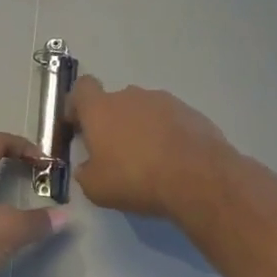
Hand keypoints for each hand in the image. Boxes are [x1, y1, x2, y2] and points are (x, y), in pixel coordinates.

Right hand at [66, 75, 232, 218]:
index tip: (80, 126)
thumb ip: (85, 172)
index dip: (77, 105)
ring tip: (150, 159)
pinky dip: (167, 134)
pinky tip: (173, 160)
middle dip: (112, 122)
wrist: (198, 178)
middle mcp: (130, 96)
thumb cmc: (136, 178)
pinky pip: (169, 120)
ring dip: (141, 127)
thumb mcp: (96, 188)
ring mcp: (163, 101)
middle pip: (114, 102)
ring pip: (143, 110)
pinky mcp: (190, 112)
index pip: (81, 88)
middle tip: (116, 152)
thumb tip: (87, 167)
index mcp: (100, 108)